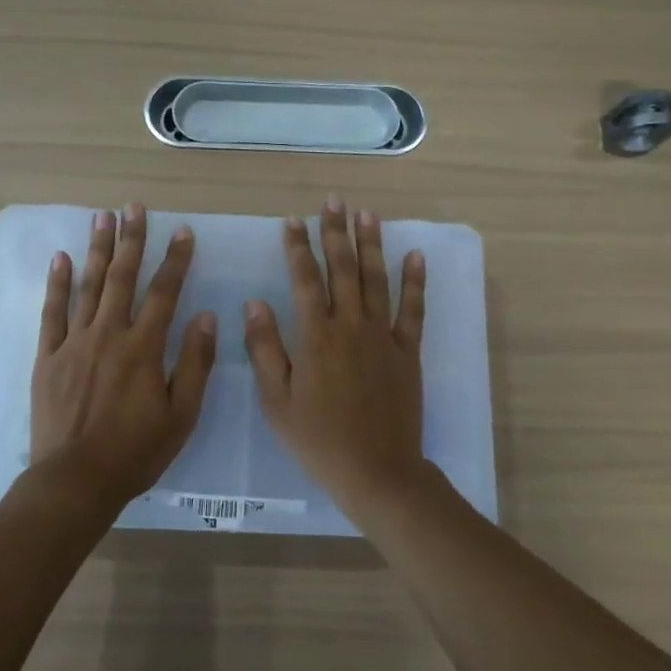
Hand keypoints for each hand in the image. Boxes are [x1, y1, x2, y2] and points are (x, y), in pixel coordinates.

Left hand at [31, 203, 216, 506]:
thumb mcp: (181, 414)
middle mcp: (108, 335)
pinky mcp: (48, 358)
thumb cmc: (136, 452)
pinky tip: (60, 258)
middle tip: (134, 207)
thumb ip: (194, 363)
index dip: (176, 260)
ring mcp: (73, 343)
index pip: (164, 293)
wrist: (76, 480)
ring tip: (102, 217)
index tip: (183, 232)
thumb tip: (206, 316)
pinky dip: (56, 284)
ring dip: (97, 250)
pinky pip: (52, 313)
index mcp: (143, 348)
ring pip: (88, 287)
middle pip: (122, 278)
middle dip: (131, 240)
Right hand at [243, 197, 428, 512]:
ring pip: (377, 280)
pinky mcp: (408, 352)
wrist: (376, 470)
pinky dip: (415, 281)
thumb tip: (254, 302)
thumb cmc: (317, 438)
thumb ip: (265, 348)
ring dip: (371, 245)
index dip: (297, 248)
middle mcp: (351, 326)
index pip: (304, 280)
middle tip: (333, 201)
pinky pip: (413, 310)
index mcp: (316, 336)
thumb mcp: (277, 400)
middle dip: (335, 232)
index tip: (292, 221)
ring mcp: (384, 337)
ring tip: (367, 214)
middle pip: (343, 269)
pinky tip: (415, 256)